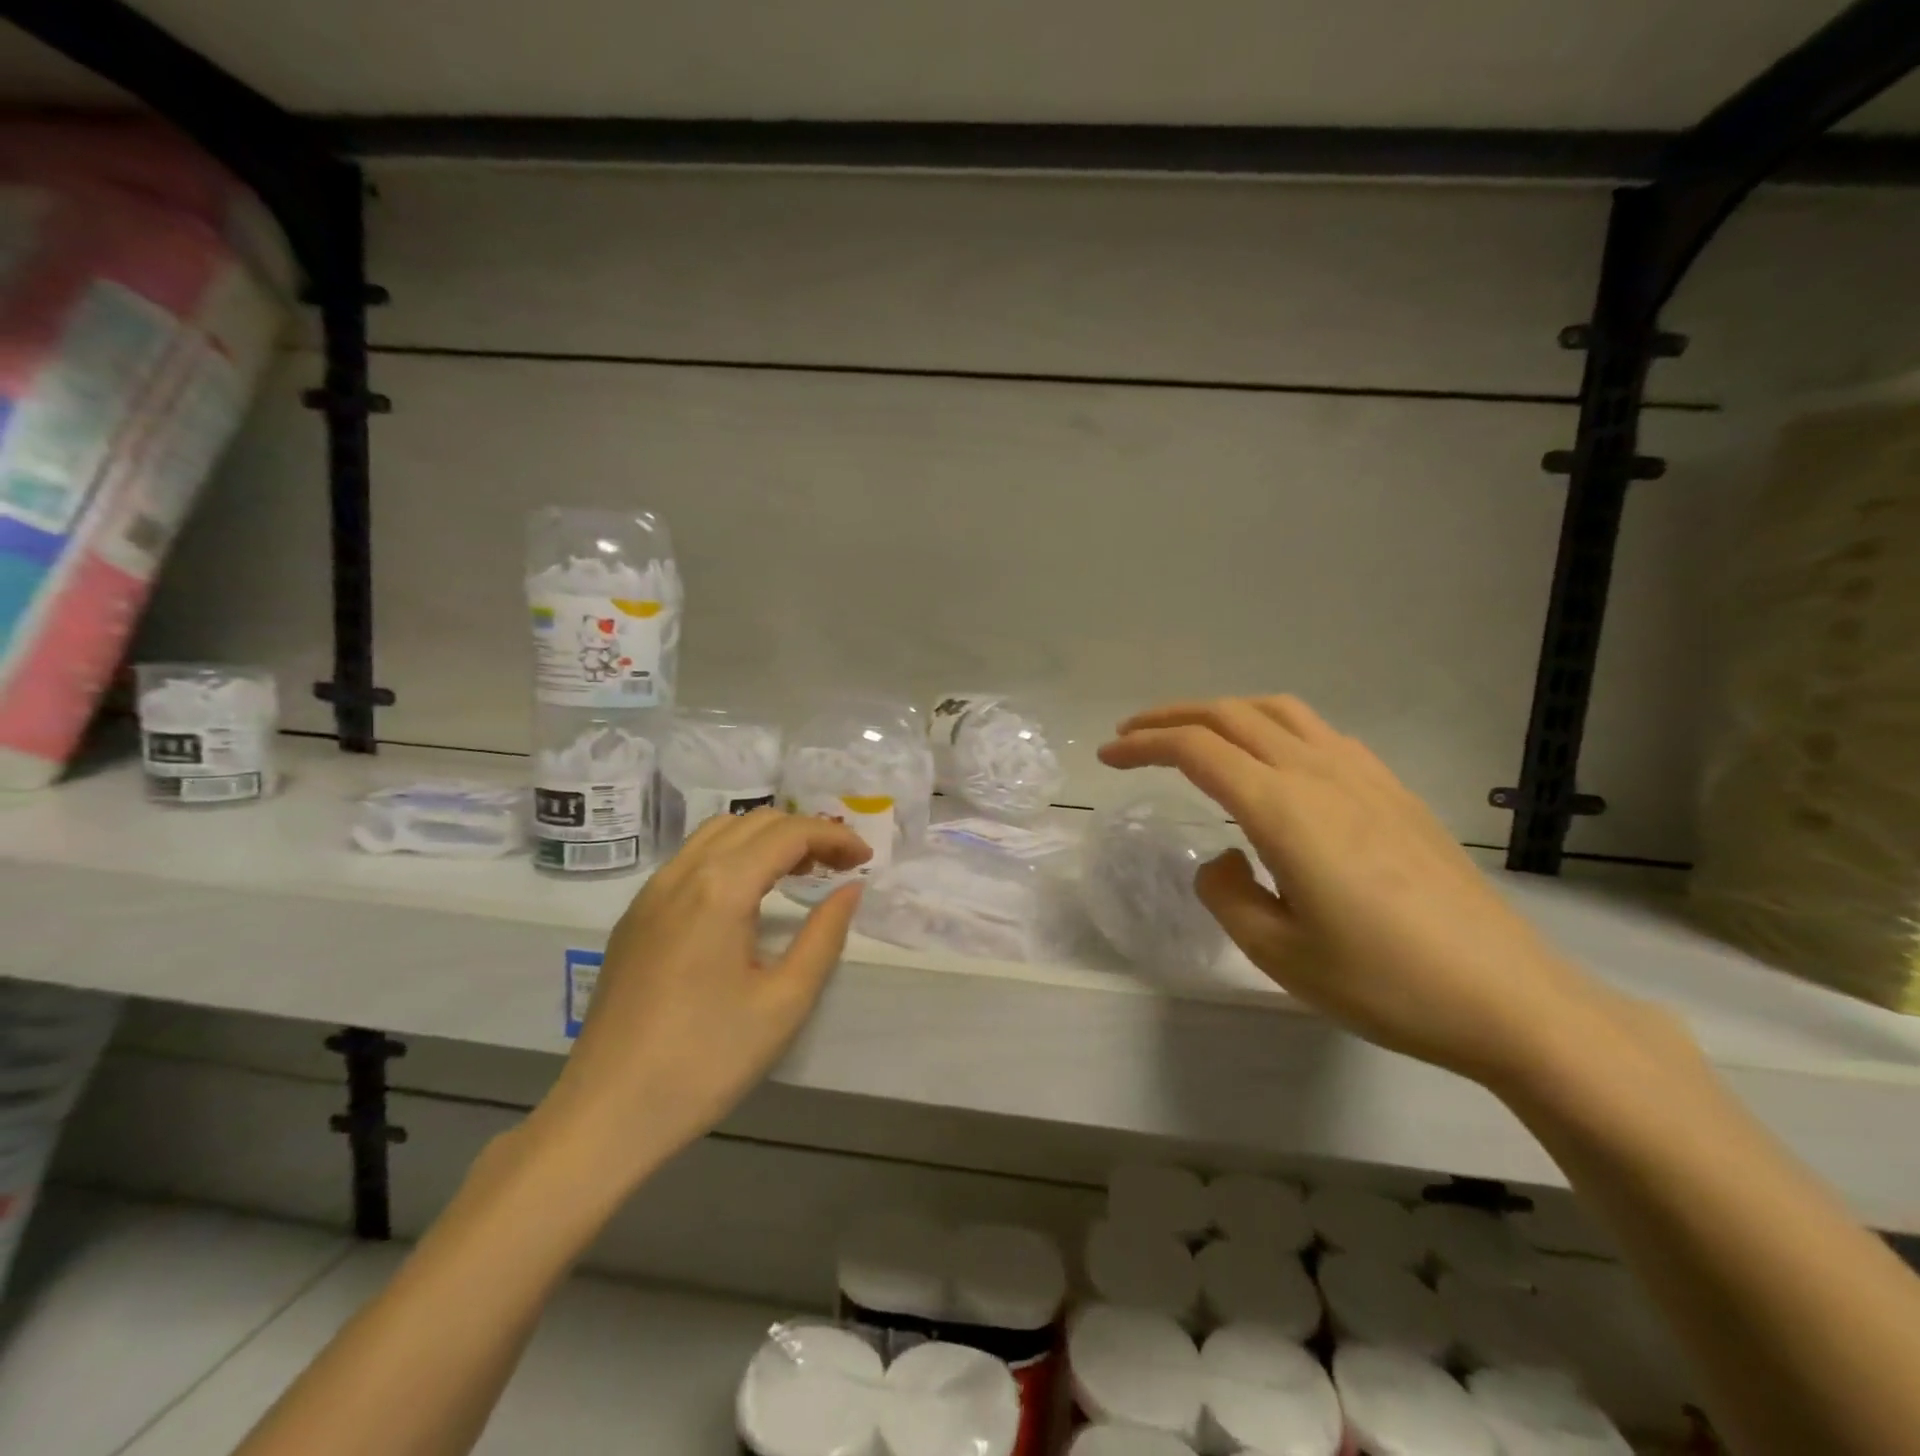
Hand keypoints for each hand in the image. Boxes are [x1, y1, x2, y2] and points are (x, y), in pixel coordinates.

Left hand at [537, 810, 869, 1179]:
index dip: (834, 836)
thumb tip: (850, 888)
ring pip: (718, 833)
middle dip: (804, 832)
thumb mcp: (784, 1002)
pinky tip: (747, 896)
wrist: (606, 1114)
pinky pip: (690, 859)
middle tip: (839, 866)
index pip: (788, 834)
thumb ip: (825, 935)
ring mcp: (651, 893)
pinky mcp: (635, 917)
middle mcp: (682, 874)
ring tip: (799, 873)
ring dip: (766, 839)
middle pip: (754, 822)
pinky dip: (732, 855)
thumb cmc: (706, 1060)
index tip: (865, 858)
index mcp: (721, 888)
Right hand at [1100, 696, 1620, 1086]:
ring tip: (1194, 734)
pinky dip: (1271, 726)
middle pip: (1230, 715)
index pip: (1196, 751)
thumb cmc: (1384, 982)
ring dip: (1223, 712)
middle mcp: (1319, 774)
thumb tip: (1225, 859)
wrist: (1509, 997)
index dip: (1143, 746)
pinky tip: (1271, 760)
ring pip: (1278, 712)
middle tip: (1132, 736)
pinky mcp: (1393, 790)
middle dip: (1172, 717)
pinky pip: (1318, 732)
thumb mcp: (1278, 953)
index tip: (1108, 757)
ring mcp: (1363, 775)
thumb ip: (1227, 894)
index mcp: (1283, 809)